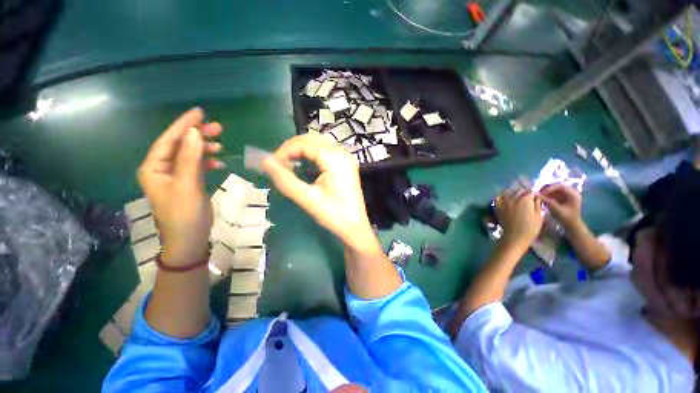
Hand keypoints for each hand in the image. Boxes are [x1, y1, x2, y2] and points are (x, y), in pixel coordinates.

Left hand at [137, 108, 223, 266]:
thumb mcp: (187, 185)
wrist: (190, 239)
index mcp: (154, 168)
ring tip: (220, 144)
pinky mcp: (190, 183)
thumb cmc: (184, 214)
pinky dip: (208, 162)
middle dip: (197, 135)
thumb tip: (194, 133)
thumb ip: (190, 158)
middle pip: (180, 145)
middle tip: (217, 128)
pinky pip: (198, 166)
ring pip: (190, 155)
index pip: (168, 140)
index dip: (183, 125)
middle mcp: (162, 169)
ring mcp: (177, 176)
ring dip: (205, 148)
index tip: (199, 113)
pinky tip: (219, 162)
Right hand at [262, 133, 376, 251]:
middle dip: (292, 148)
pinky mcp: (347, 164)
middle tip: (280, 164)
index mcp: (334, 159)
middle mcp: (342, 153)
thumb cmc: (333, 215)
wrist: (355, 227)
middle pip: (312, 139)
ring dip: (302, 149)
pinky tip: (306, 165)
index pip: (304, 143)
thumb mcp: (307, 198)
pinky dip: (312, 154)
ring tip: (290, 164)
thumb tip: (265, 161)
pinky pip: (327, 151)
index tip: (273, 165)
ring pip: (319, 143)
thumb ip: (285, 179)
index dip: (285, 150)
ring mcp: (347, 158)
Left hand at [495, 190, 543, 248]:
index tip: (535, 197)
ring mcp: (504, 202)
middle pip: (519, 190)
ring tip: (516, 197)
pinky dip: (501, 196)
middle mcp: (513, 198)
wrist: (515, 236)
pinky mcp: (497, 206)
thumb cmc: (530, 228)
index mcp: (525, 199)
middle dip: (524, 192)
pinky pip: (498, 197)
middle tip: (527, 197)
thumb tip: (536, 197)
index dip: (533, 194)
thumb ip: (537, 204)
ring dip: (513, 193)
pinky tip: (505, 199)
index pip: (530, 191)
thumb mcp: (539, 216)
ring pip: (509, 192)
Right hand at [539, 183, 581, 228]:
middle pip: (557, 186)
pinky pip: (554, 193)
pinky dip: (547, 195)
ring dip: (546, 192)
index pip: (560, 186)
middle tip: (538, 193)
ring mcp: (567, 195)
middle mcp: (571, 192)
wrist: (572, 225)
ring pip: (554, 189)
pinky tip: (542, 198)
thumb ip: (546, 201)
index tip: (541, 193)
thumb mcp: (556, 209)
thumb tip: (535, 194)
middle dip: (547, 189)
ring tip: (539, 196)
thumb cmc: (566, 218)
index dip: (550, 188)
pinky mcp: (563, 198)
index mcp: (573, 194)